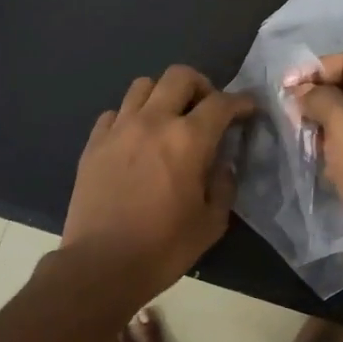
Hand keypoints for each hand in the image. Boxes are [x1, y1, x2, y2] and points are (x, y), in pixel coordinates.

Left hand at [62, 66, 255, 303]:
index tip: (249, 109)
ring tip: (168, 119)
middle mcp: (153, 121)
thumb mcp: (211, 223)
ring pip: (143, 85)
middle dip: (201, 85)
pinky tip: (135, 139)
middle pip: (179, 76)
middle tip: (207, 109)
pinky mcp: (94, 142)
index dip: (241, 102)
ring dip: (163, 95)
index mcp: (188, 139)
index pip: (221, 103)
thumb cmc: (163, 248)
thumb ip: (223, 185)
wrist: (100, 265)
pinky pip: (115, 112)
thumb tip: (222, 164)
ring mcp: (119, 128)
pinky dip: (130, 117)